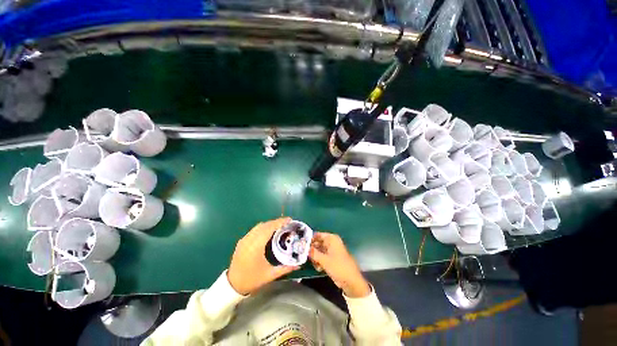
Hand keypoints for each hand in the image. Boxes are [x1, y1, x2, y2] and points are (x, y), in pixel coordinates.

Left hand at [228, 217, 298, 294]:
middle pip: (265, 225)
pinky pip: (254, 230)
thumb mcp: (270, 275)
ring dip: (270, 224)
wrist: (232, 285)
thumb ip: (285, 268)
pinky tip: (268, 232)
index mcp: (256, 246)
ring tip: (279, 226)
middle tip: (287, 223)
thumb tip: (299, 264)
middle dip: (276, 222)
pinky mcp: (242, 241)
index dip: (280, 222)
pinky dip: (263, 227)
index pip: (269, 228)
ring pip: (259, 226)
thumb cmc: (252, 280)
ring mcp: (244, 239)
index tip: (289, 220)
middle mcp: (249, 239)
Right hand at [309, 232, 370, 297]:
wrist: (351, 281)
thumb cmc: (338, 267)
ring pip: (318, 251)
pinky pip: (321, 257)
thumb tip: (303, 247)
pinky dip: (319, 262)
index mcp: (332, 238)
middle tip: (305, 257)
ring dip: (315, 258)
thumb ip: (312, 253)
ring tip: (316, 265)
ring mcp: (331, 250)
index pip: (317, 235)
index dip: (309, 239)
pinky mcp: (331, 258)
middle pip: (317, 243)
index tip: (301, 245)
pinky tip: (319, 268)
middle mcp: (331, 242)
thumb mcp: (324, 260)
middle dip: (312, 250)